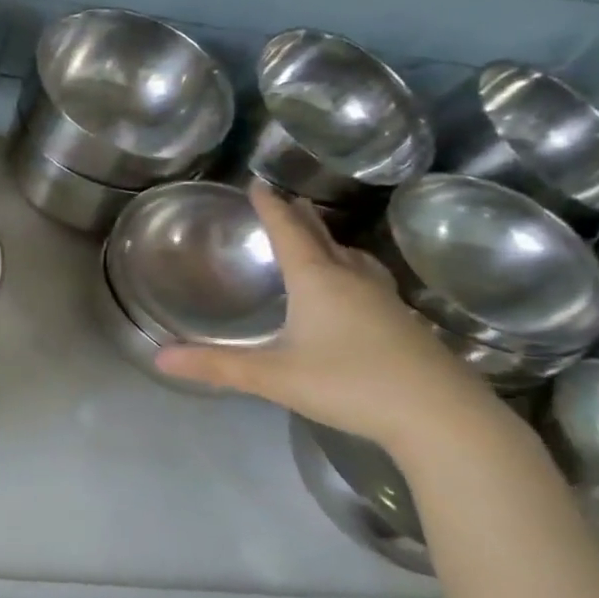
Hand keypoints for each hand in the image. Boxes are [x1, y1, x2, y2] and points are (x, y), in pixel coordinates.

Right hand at [155, 184, 497, 451]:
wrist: (439, 415)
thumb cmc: (349, 383)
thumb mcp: (273, 376)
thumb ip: (217, 366)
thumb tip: (159, 359)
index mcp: (317, 280)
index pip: (289, 232)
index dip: (270, 207)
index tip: (258, 183)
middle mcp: (351, 280)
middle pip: (322, 239)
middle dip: (301, 218)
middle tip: (288, 201)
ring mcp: (383, 300)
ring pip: (352, 259)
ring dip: (331, 243)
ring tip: (322, 239)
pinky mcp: (403, 323)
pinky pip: (370, 280)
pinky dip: (353, 270)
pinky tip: (357, 290)